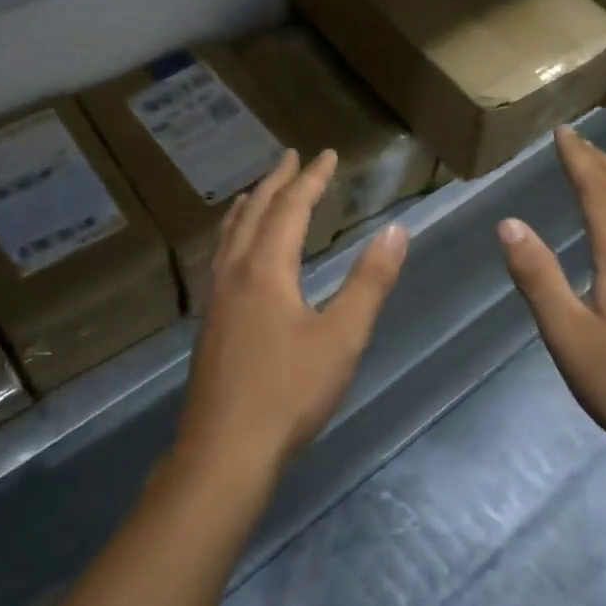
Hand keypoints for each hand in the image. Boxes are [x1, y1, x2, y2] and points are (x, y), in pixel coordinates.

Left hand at [177, 149, 409, 479]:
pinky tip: (236, 256)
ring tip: (256, 193)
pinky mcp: (209, 324)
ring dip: (249, 207)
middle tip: (291, 157)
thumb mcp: (342, 337)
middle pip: (255, 213)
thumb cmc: (288, 392)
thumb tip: (395, 231)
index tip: (327, 154)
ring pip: (230, 236)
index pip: (291, 208)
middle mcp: (235, 273)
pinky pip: (221, 258)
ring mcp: (216, 299)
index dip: (311, 178)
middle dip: (276, 181)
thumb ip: (369, 282)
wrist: (224, 451)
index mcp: (266, 269)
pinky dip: (233, 236)